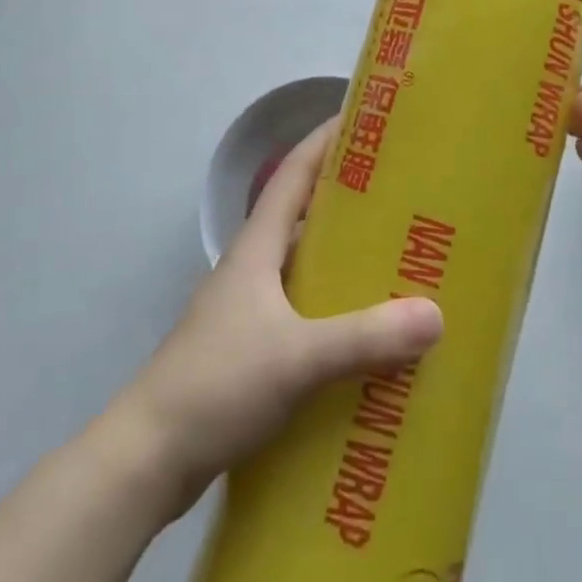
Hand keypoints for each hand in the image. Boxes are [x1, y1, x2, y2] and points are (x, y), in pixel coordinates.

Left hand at [117, 119, 443, 516]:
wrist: (146, 461)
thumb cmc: (217, 385)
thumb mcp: (297, 358)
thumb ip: (364, 338)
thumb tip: (435, 314)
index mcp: (257, 248)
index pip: (293, 174)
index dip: (324, 141)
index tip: (364, 121)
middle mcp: (252, 268)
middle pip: (304, 217)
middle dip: (349, 202)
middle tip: (403, 198)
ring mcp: (248, 311)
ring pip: (304, 269)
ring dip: (343, 261)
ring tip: (396, 263)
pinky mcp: (249, 351)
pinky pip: (302, 315)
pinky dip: (333, 312)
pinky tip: (365, 336)